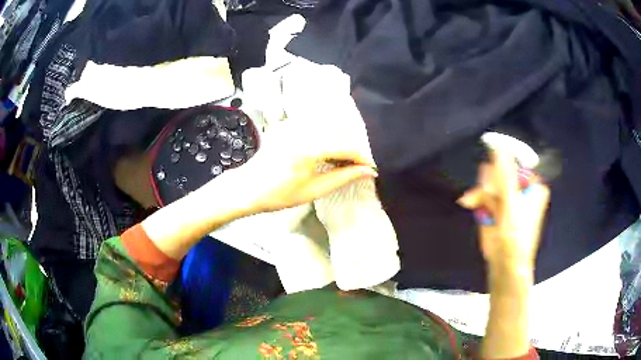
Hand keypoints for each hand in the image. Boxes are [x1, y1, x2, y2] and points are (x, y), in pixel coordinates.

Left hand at [228, 120, 377, 214]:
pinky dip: (327, 138)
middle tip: (359, 167)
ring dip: (341, 142)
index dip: (362, 157)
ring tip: (345, 162)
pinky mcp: (289, 125)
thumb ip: (343, 177)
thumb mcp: (313, 190)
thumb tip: (368, 171)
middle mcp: (303, 129)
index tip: (372, 168)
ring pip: (329, 128)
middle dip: (353, 149)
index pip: (346, 146)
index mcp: (309, 147)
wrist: (247, 187)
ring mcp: (294, 125)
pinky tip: (328, 153)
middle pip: (340, 133)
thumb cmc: (278, 194)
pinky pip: (316, 127)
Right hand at [458, 149, 549, 269]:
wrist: (505, 263)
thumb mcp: (511, 202)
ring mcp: (506, 198)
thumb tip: (499, 145)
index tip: (491, 164)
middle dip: (490, 182)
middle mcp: (520, 189)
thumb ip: (505, 174)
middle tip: (487, 192)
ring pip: (489, 183)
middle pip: (500, 172)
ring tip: (475, 202)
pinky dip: (476, 199)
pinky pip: (483, 194)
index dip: (502, 162)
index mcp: (532, 185)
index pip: (516, 163)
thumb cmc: (516, 234)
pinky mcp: (494, 207)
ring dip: (481, 192)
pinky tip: (472, 204)